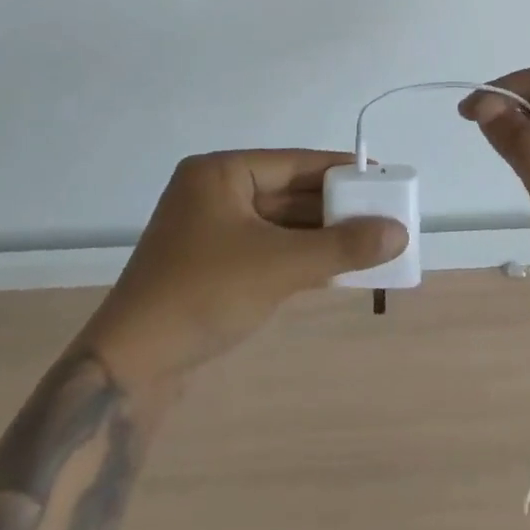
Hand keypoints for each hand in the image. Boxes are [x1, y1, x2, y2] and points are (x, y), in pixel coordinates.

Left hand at [84, 150, 407, 390]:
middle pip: (288, 192)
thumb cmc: (203, 294)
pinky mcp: (211, 265)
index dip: (340, 170)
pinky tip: (336, 268)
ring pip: (279, 224)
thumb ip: (341, 247)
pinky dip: (299, 257)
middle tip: (382, 213)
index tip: (381, 176)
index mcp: (220, 172)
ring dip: (320, 236)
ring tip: (370, 242)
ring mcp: (210, 231)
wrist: (130, 367)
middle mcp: (214, 192)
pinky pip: (266, 249)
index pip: (294, 162)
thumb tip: (398, 232)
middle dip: (334, 208)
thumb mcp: (278, 266)